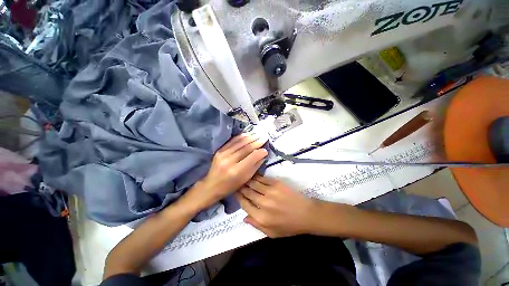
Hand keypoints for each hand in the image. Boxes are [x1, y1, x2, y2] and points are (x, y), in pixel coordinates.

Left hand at [182, 134, 267, 211]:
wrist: (211, 185)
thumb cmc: (230, 186)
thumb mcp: (245, 179)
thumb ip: (255, 166)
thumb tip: (263, 154)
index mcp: (237, 171)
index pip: (252, 157)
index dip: (261, 152)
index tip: (266, 149)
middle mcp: (229, 161)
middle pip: (246, 148)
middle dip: (257, 141)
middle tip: (264, 137)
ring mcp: (223, 154)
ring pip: (240, 142)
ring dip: (250, 137)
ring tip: (258, 134)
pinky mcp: (219, 150)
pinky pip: (232, 141)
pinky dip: (241, 137)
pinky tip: (248, 134)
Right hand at [235, 175, 321, 237]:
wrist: (306, 214)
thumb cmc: (289, 226)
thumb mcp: (272, 233)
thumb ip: (256, 225)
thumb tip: (244, 217)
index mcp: (261, 217)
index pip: (244, 204)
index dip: (238, 197)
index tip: (235, 192)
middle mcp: (263, 203)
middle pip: (247, 192)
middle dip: (241, 187)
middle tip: (238, 183)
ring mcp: (270, 191)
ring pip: (253, 183)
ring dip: (247, 180)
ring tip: (243, 177)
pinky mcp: (276, 183)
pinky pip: (262, 178)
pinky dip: (256, 177)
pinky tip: (253, 175)